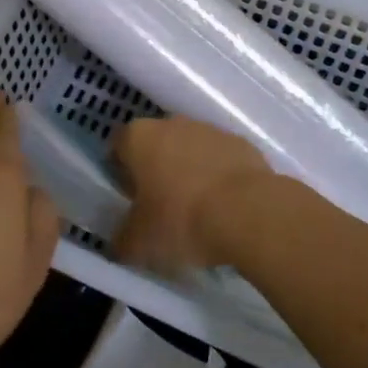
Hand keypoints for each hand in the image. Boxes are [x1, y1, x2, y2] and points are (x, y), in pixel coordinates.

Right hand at [111, 116, 278, 274]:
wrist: (248, 212)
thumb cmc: (181, 219)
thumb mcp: (140, 242)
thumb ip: (122, 240)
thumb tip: (119, 243)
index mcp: (139, 137)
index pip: (118, 146)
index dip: (121, 172)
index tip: (129, 200)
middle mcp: (172, 123)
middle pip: (156, 145)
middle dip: (156, 170)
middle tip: (160, 208)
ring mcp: (210, 130)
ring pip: (190, 149)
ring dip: (189, 172)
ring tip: (196, 211)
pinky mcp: (241, 143)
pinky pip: (221, 160)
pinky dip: (219, 177)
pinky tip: (224, 208)